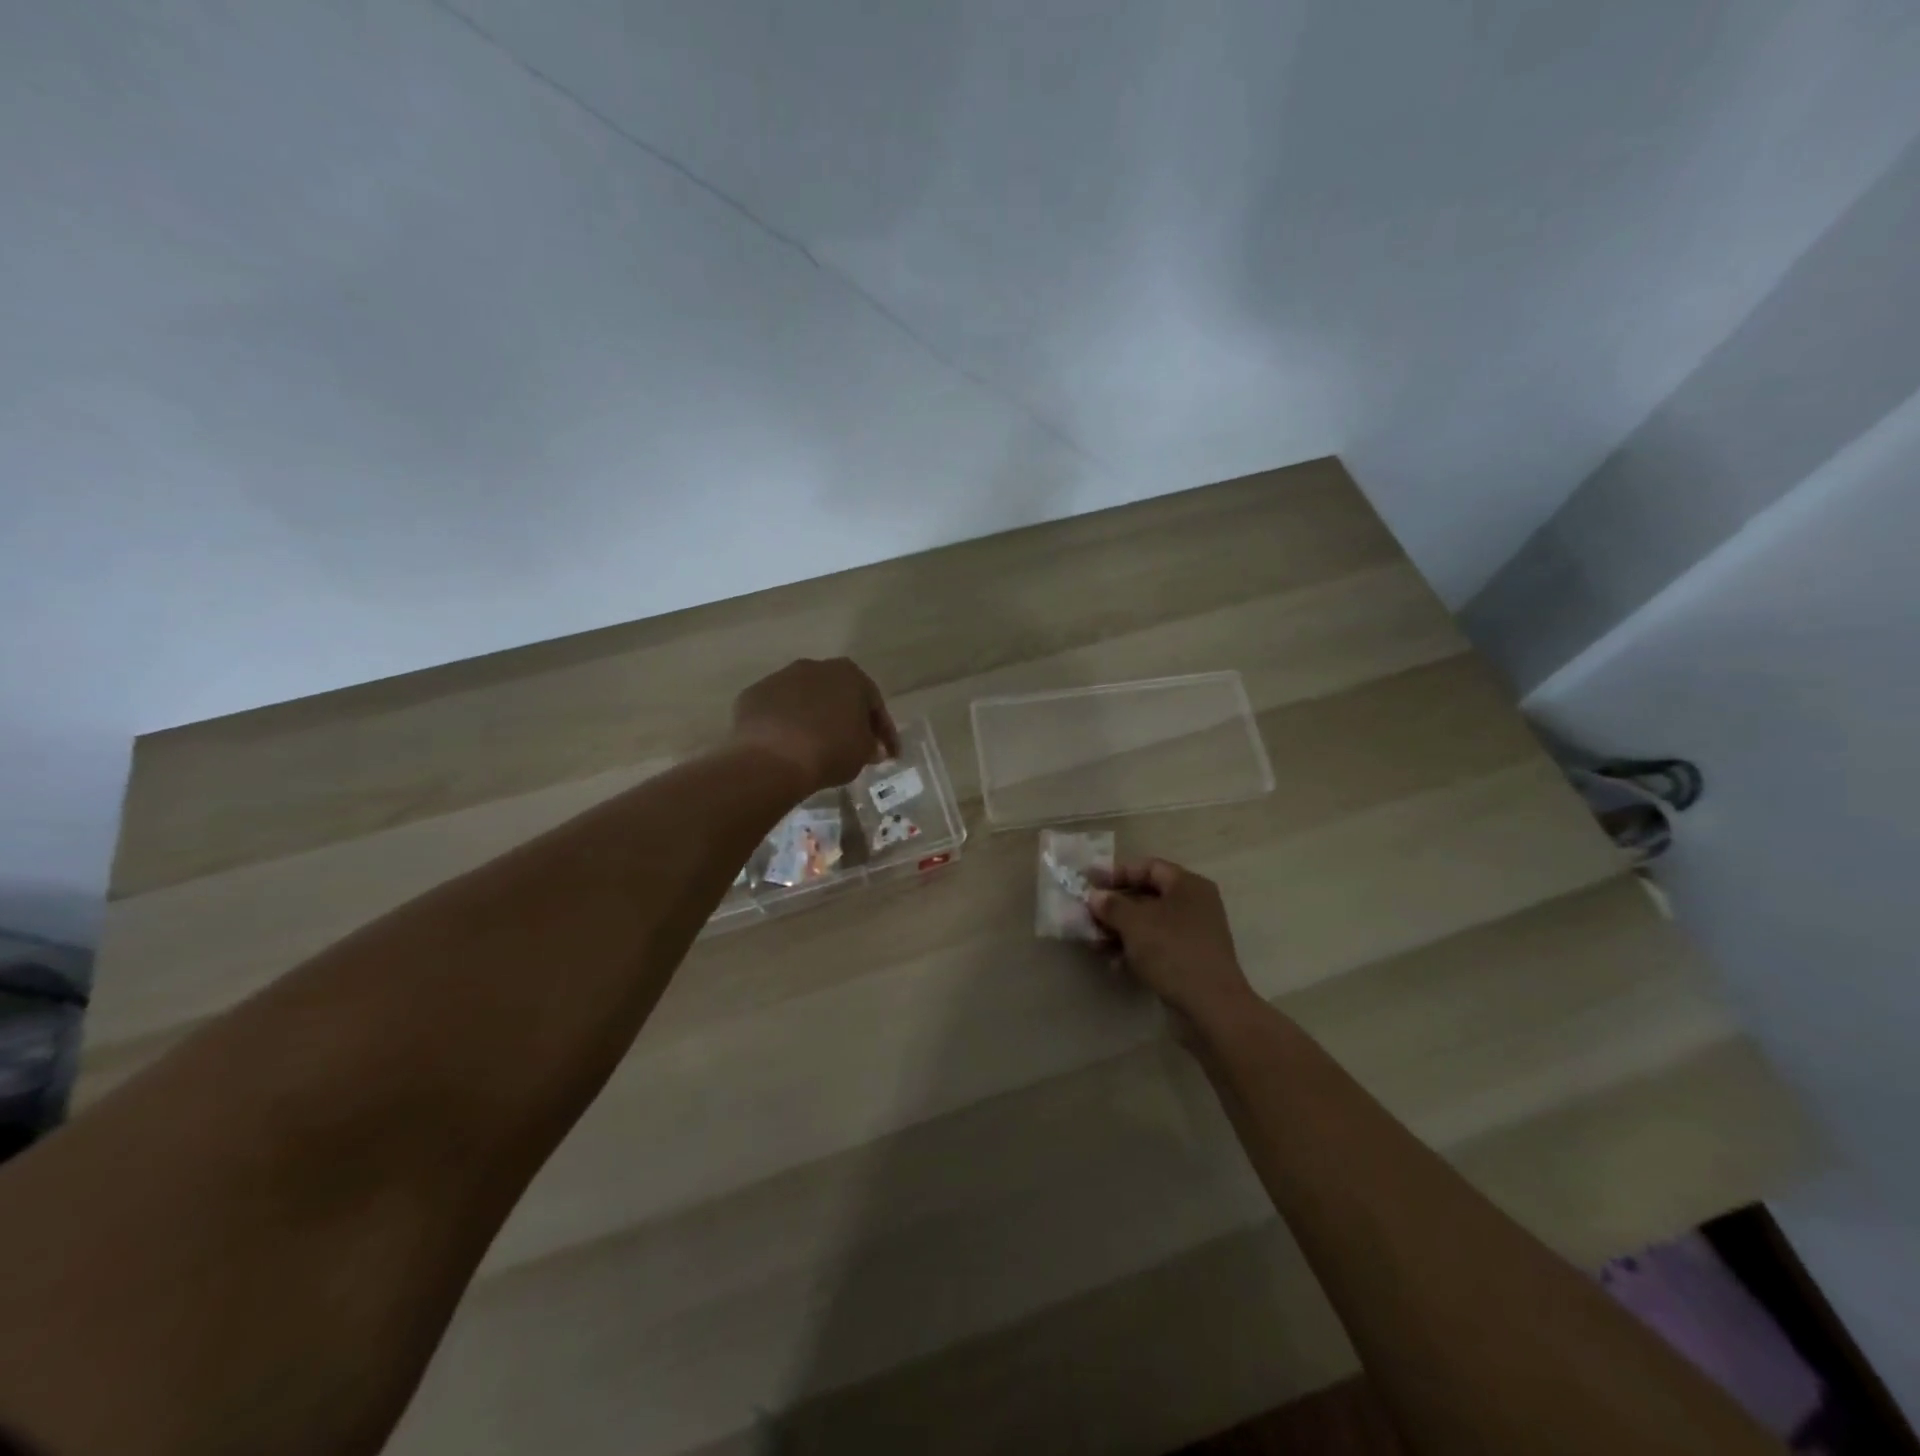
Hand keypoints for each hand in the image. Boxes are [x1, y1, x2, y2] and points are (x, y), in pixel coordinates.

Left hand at [731, 658, 900, 795]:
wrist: (772, 759)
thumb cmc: (830, 751)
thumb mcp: (863, 753)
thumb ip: (871, 745)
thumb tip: (870, 747)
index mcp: (849, 674)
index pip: (874, 704)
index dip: (884, 732)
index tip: (889, 754)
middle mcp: (815, 666)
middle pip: (838, 695)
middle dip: (847, 718)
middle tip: (854, 746)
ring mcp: (779, 678)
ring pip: (805, 699)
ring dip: (814, 718)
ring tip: (817, 746)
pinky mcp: (752, 695)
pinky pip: (777, 711)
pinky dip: (785, 725)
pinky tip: (787, 746)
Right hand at [1088, 859, 1259, 1027]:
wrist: (1211, 1007)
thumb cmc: (1172, 951)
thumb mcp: (1135, 923)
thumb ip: (1111, 905)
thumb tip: (1096, 896)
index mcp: (1187, 885)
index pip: (1148, 867)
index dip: (1117, 872)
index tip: (1090, 882)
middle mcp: (1195, 904)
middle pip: (1148, 896)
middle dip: (1116, 906)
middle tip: (1089, 915)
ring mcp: (1194, 934)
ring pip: (1150, 924)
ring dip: (1121, 931)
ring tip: (1096, 944)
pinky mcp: (1190, 960)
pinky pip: (1157, 946)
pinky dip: (1136, 951)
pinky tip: (1116, 964)